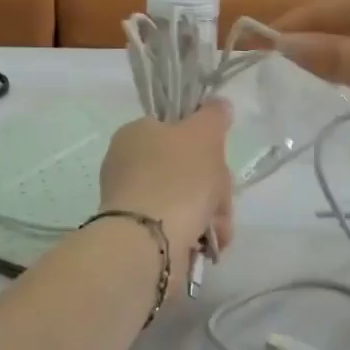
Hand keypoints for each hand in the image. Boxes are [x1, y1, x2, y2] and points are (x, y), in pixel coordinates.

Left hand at [99, 101, 235, 263]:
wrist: (149, 242)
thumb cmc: (177, 178)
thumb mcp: (203, 134)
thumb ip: (213, 116)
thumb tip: (218, 106)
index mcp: (135, 134)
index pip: (176, 129)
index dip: (204, 141)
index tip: (218, 156)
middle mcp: (128, 165)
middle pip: (187, 168)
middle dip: (213, 185)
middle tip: (220, 196)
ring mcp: (133, 201)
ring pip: (188, 200)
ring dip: (211, 213)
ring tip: (217, 228)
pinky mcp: (140, 234)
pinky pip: (178, 226)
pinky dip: (196, 234)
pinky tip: (207, 243)